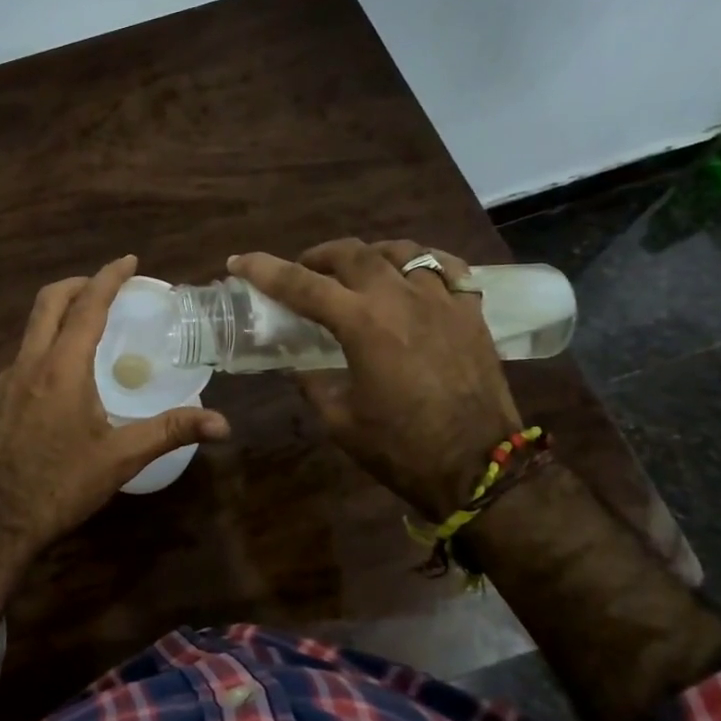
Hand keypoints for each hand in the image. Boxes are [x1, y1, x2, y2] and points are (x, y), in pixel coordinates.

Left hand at [0, 255, 228, 634]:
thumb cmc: (61, 486)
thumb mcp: (120, 458)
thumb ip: (170, 432)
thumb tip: (223, 423)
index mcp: (61, 369)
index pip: (87, 306)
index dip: (109, 278)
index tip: (129, 260)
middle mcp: (29, 363)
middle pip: (49, 302)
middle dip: (79, 283)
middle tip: (108, 285)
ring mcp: (6, 380)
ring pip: (32, 327)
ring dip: (60, 312)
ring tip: (91, 324)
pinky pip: (23, 353)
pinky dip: (47, 342)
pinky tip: (64, 372)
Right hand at [229, 240, 519, 518]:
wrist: (481, 468)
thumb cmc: (402, 449)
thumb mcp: (340, 420)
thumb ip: (312, 382)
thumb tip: (296, 363)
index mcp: (363, 324)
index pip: (302, 284)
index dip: (264, 270)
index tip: (239, 262)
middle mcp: (401, 299)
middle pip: (353, 253)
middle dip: (318, 255)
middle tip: (303, 271)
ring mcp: (442, 301)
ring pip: (401, 251)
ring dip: (370, 255)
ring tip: (358, 271)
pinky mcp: (472, 313)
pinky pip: (447, 269)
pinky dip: (422, 264)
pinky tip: (413, 278)